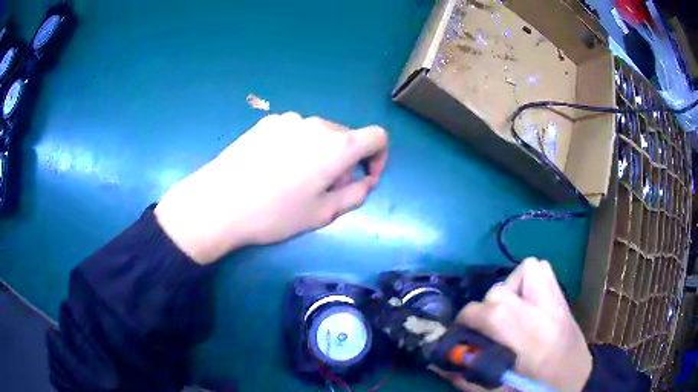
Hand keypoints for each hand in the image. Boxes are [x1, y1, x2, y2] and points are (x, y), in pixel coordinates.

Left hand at [154, 112, 387, 263]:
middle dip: (346, 162)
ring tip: (297, 180)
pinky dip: (298, 146)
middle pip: (347, 137)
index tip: (364, 178)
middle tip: (325, 189)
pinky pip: (295, 131)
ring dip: (321, 154)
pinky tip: (275, 168)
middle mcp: (316, 124)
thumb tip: (365, 181)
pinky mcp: (266, 122)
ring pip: (320, 134)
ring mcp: (288, 120)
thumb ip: (356, 195)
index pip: (377, 137)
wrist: (219, 202)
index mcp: (337, 145)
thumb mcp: (323, 213)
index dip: (379, 158)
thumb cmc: (275, 214)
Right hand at [437, 258, 591, 391]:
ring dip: (509, 287)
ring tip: (508, 311)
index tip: (461, 333)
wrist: (578, 382)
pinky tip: (525, 302)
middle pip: (501, 290)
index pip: (492, 312)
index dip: (467, 319)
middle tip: (485, 328)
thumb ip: (467, 378)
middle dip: (484, 308)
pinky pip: (542, 269)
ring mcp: (558, 302)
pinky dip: (527, 280)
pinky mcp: (562, 297)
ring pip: (526, 268)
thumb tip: (438, 364)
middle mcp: (546, 315)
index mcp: (532, 342)